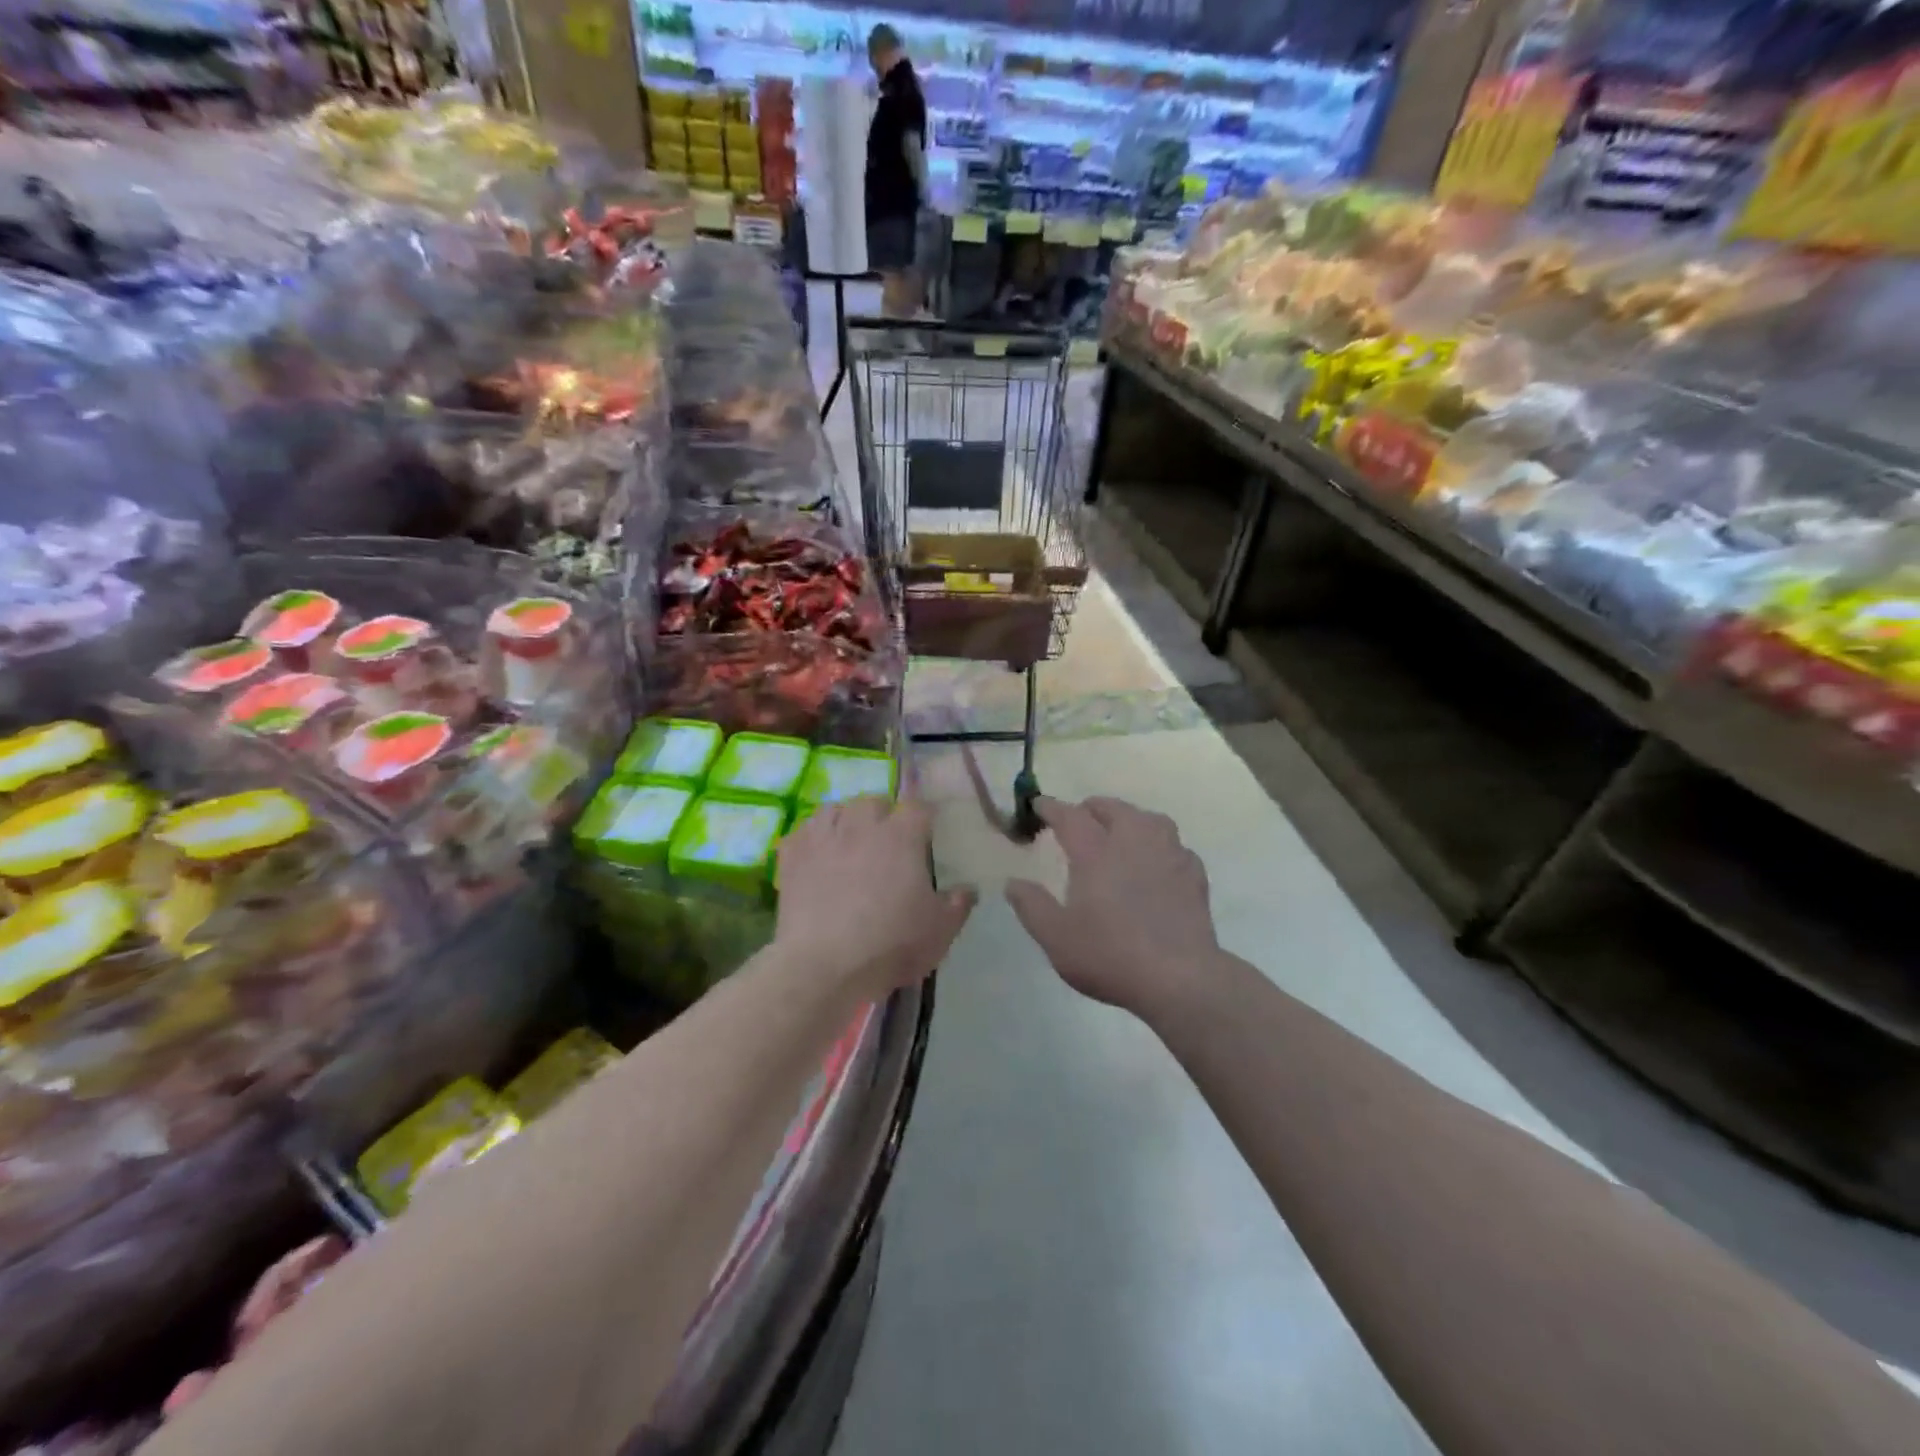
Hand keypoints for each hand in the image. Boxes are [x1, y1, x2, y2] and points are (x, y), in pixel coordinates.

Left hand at [774, 797, 974, 998]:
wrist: (824, 965)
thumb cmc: (890, 945)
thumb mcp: (939, 932)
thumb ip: (958, 905)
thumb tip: (968, 888)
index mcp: (902, 836)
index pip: (918, 808)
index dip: (924, 817)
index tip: (927, 831)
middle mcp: (862, 826)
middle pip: (874, 802)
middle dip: (882, 815)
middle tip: (887, 841)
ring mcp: (823, 837)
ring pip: (835, 809)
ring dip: (846, 820)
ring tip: (849, 841)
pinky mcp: (792, 855)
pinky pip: (803, 831)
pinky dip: (813, 838)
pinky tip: (817, 855)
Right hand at [1006, 796, 1217, 1014]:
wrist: (1179, 978)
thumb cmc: (1110, 955)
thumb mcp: (1056, 937)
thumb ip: (1032, 906)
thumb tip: (1013, 883)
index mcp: (1095, 852)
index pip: (1070, 816)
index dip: (1052, 808)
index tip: (1039, 804)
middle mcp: (1133, 842)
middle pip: (1113, 809)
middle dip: (1092, 808)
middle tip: (1080, 818)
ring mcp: (1168, 855)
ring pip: (1149, 819)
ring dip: (1130, 818)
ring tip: (1121, 831)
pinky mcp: (1193, 874)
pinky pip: (1174, 845)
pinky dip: (1160, 845)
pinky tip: (1157, 861)